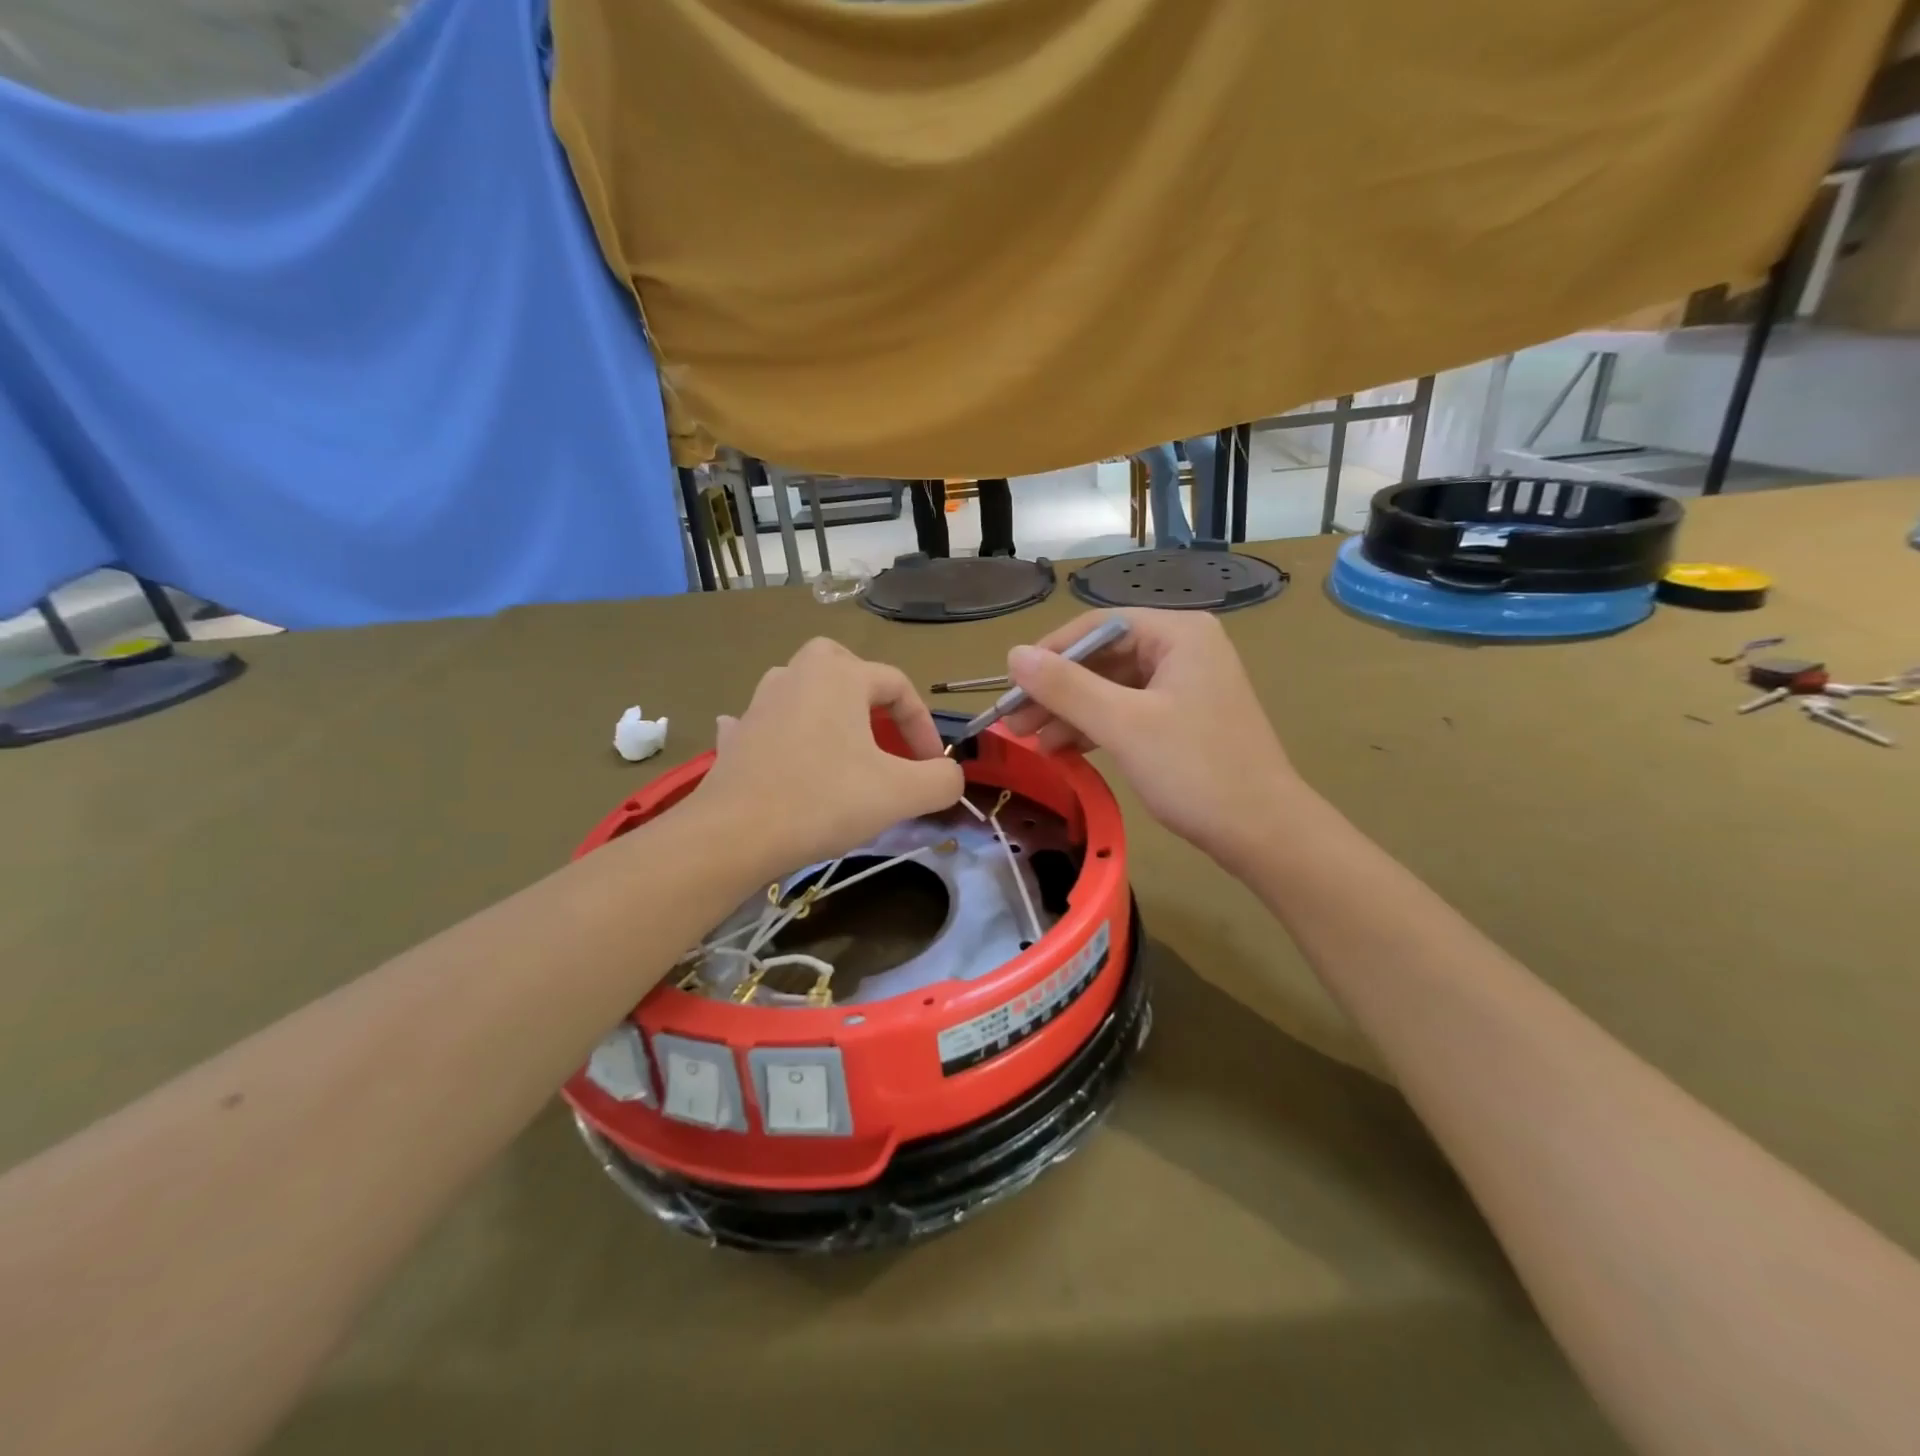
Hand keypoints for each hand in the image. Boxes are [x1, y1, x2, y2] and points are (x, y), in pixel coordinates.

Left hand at [695, 638, 964, 874]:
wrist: (735, 834)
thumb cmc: (824, 801)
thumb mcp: (900, 793)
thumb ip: (941, 780)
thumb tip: (950, 775)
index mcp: (840, 675)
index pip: (898, 686)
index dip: (923, 725)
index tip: (931, 766)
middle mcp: (798, 674)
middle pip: (843, 664)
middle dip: (869, 693)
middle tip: (883, 730)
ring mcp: (759, 702)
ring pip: (802, 687)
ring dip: (826, 708)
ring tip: (842, 745)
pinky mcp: (737, 736)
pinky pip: (765, 720)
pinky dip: (780, 730)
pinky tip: (784, 752)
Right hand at [1000, 609, 1295, 863]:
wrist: (1264, 833)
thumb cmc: (1195, 770)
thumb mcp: (1124, 725)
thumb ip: (1066, 687)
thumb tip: (1013, 654)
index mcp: (1178, 634)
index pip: (1097, 627)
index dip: (1049, 654)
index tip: (1011, 685)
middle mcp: (1184, 649)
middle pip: (1103, 658)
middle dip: (1056, 690)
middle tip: (1014, 722)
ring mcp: (1186, 685)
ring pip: (1112, 688)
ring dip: (1071, 712)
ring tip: (1031, 742)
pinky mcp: (1184, 719)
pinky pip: (1128, 711)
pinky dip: (1096, 727)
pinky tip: (1063, 749)